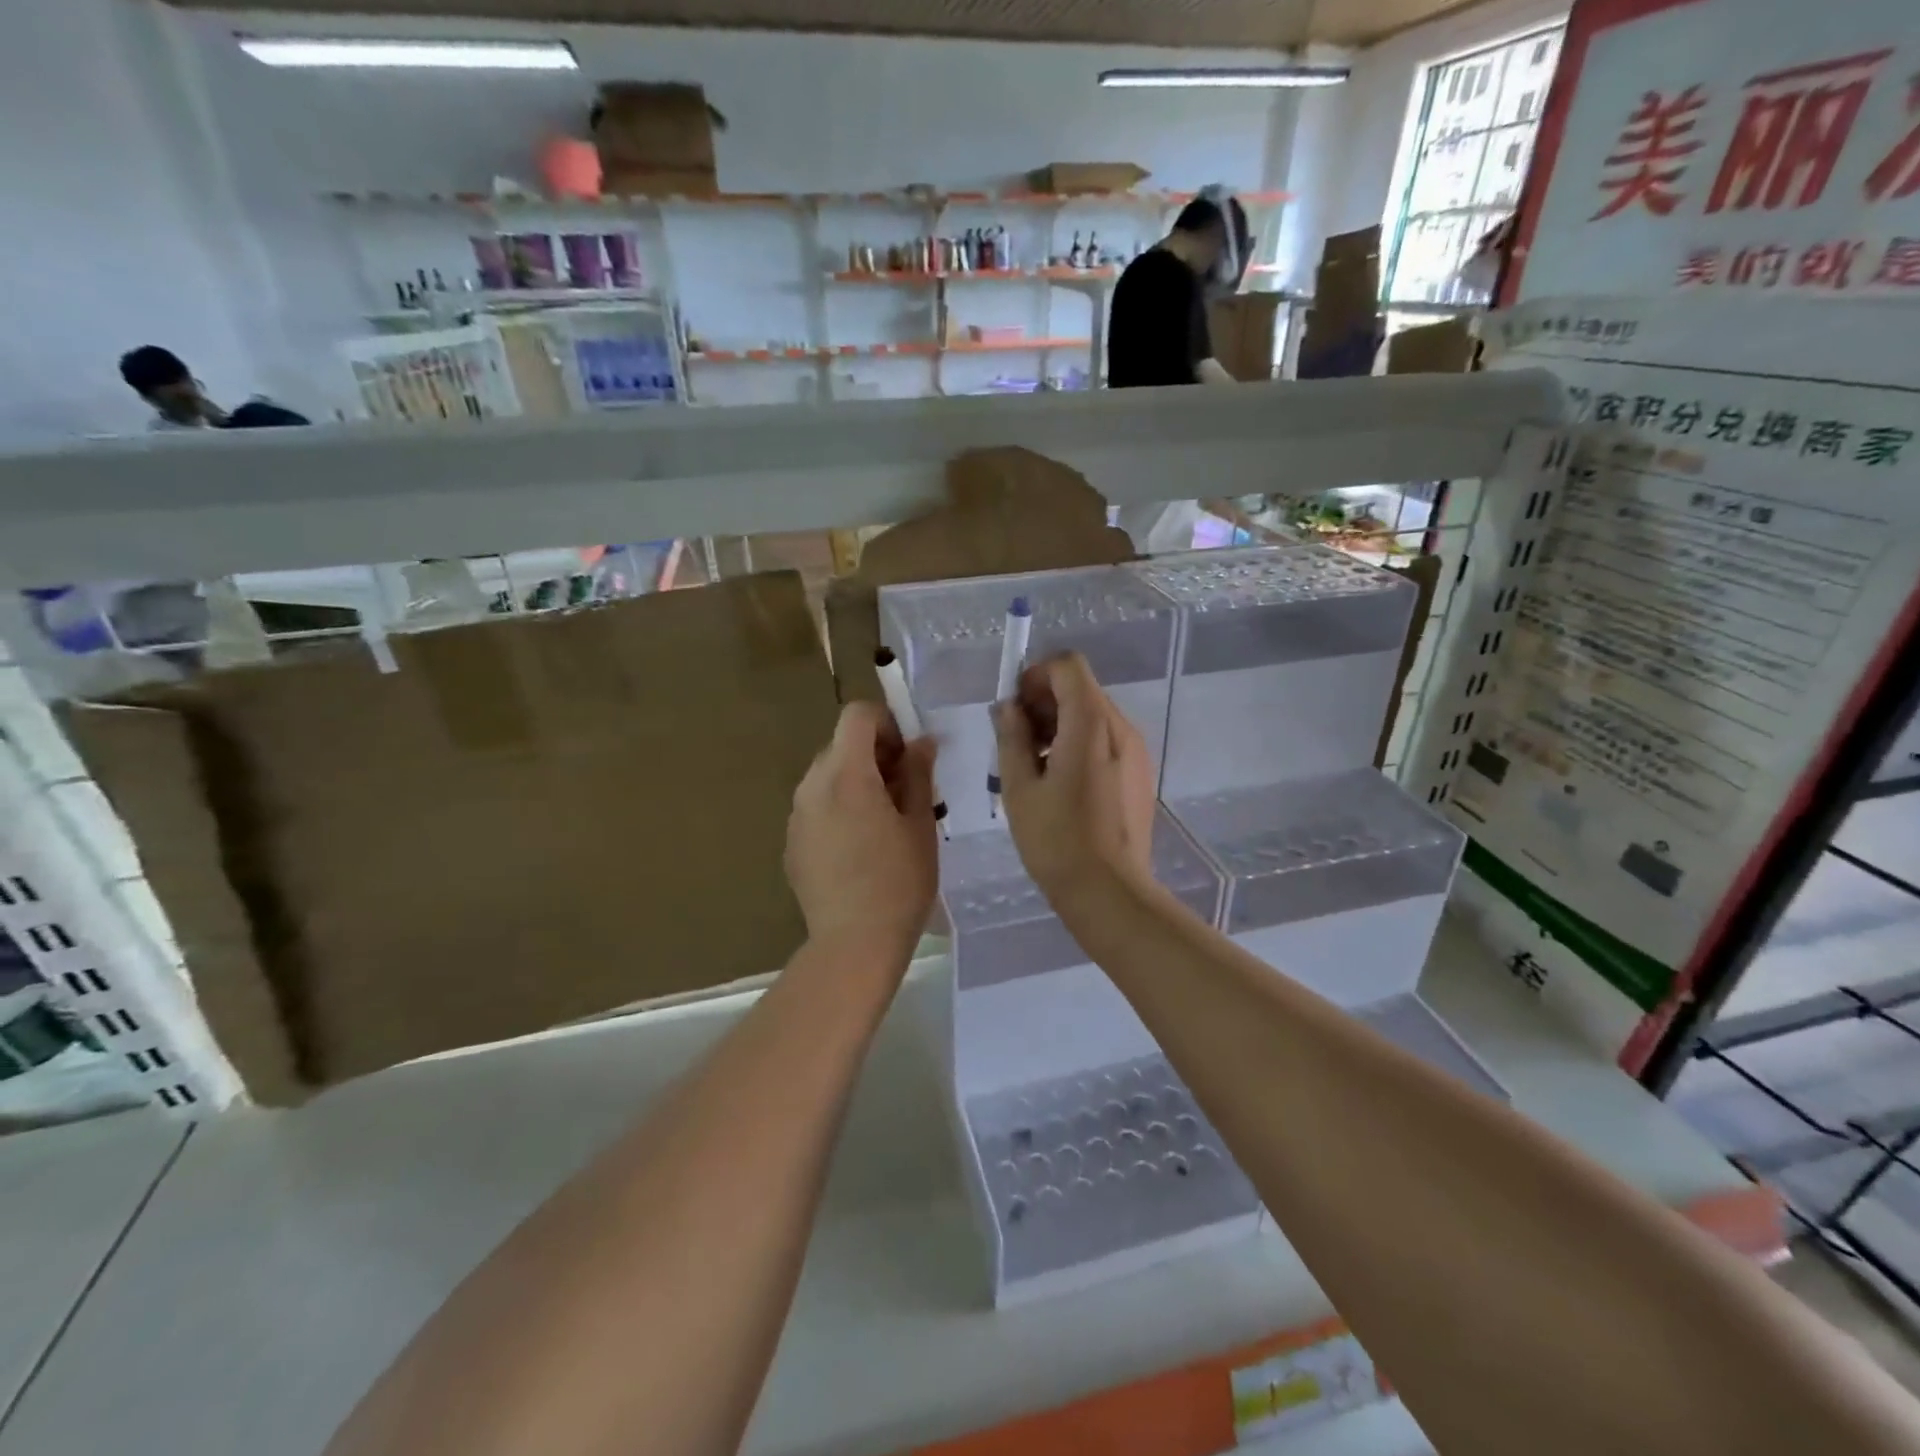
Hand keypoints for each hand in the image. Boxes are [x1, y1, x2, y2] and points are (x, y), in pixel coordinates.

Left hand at [785, 701, 938, 955]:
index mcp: (846, 775)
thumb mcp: (920, 824)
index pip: (856, 716)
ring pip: (827, 776)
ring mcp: (796, 815)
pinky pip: (816, 807)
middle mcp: (812, 786)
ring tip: (883, 822)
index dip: (886, 723)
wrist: (853, 944)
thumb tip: (922, 742)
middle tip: (904, 791)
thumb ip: (918, 775)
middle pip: (840, 745)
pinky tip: (859, 848)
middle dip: (874, 754)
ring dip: (856, 782)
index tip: (907, 755)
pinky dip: (838, 808)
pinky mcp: (792, 842)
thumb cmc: (899, 882)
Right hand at [992, 653, 1156, 909]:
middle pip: (1081, 689)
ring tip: (1035, 766)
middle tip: (1016, 741)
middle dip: (1044, 702)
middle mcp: (1121, 728)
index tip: (1014, 709)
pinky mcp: (1140, 774)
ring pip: (1093, 715)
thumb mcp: (1020, 788)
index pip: (1068, 666)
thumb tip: (1008, 707)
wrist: (1109, 892)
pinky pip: (1106, 740)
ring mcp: (1136, 752)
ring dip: (1060, 724)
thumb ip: (1012, 738)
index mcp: (1092, 724)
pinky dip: (1079, 743)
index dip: (1036, 676)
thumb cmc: (1057, 840)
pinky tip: (1061, 783)